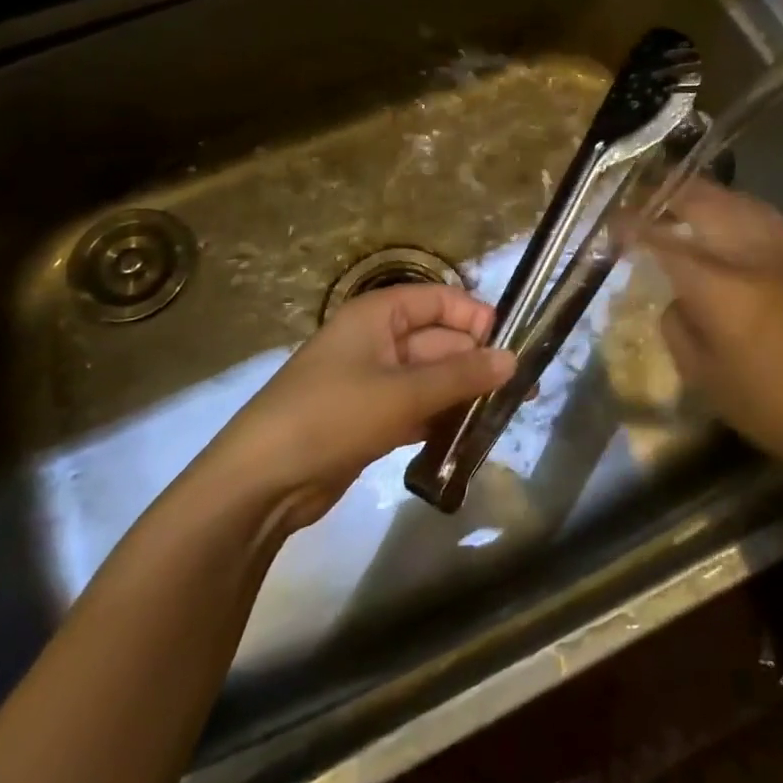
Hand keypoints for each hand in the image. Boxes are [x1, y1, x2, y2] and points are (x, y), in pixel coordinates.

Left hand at [198, 285, 513, 531]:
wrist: (260, 481)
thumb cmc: (332, 415)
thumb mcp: (401, 393)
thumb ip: (460, 375)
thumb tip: (512, 359)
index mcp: (377, 315)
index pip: (438, 300)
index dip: (474, 316)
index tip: (511, 344)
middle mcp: (376, 341)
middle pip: (437, 340)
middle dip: (476, 362)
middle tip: (522, 391)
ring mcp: (372, 382)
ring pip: (430, 378)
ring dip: (462, 394)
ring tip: (504, 415)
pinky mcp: (369, 419)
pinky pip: (416, 408)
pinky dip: (440, 419)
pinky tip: (469, 437)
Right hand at [638, 180, 782, 475]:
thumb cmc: (768, 407)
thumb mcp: (703, 376)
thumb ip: (678, 326)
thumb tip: (678, 298)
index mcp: (719, 289)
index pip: (664, 242)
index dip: (634, 227)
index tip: (615, 222)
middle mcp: (751, 257)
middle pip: (703, 204)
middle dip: (668, 194)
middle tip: (646, 197)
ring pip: (739, 202)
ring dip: (704, 195)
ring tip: (683, 196)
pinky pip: (771, 217)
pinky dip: (743, 207)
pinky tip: (733, 211)